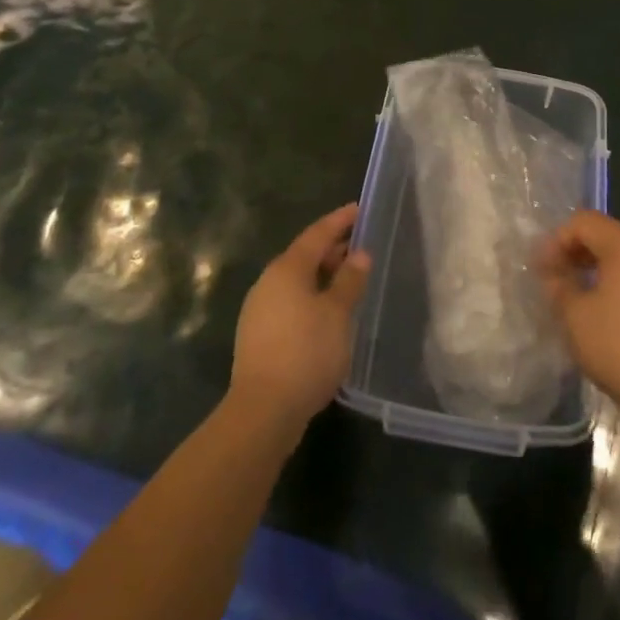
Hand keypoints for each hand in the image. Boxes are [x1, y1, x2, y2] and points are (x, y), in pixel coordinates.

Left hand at [229, 204, 371, 430]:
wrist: (263, 411)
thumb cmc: (306, 352)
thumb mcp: (337, 313)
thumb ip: (349, 280)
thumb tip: (359, 253)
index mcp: (287, 268)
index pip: (317, 233)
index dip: (340, 220)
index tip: (359, 208)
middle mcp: (269, 282)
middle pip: (304, 256)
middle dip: (332, 249)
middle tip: (360, 246)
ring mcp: (260, 309)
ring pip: (297, 281)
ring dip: (322, 276)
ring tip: (349, 280)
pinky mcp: (259, 334)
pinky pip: (290, 302)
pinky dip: (311, 297)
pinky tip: (328, 313)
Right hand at [539, 210, 619, 421]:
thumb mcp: (576, 317)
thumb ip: (558, 286)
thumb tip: (553, 273)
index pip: (584, 221)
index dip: (556, 240)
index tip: (541, 270)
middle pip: (606, 236)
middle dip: (575, 253)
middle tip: (555, 281)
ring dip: (596, 271)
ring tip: (578, 299)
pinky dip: (618, 287)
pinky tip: (608, 318)